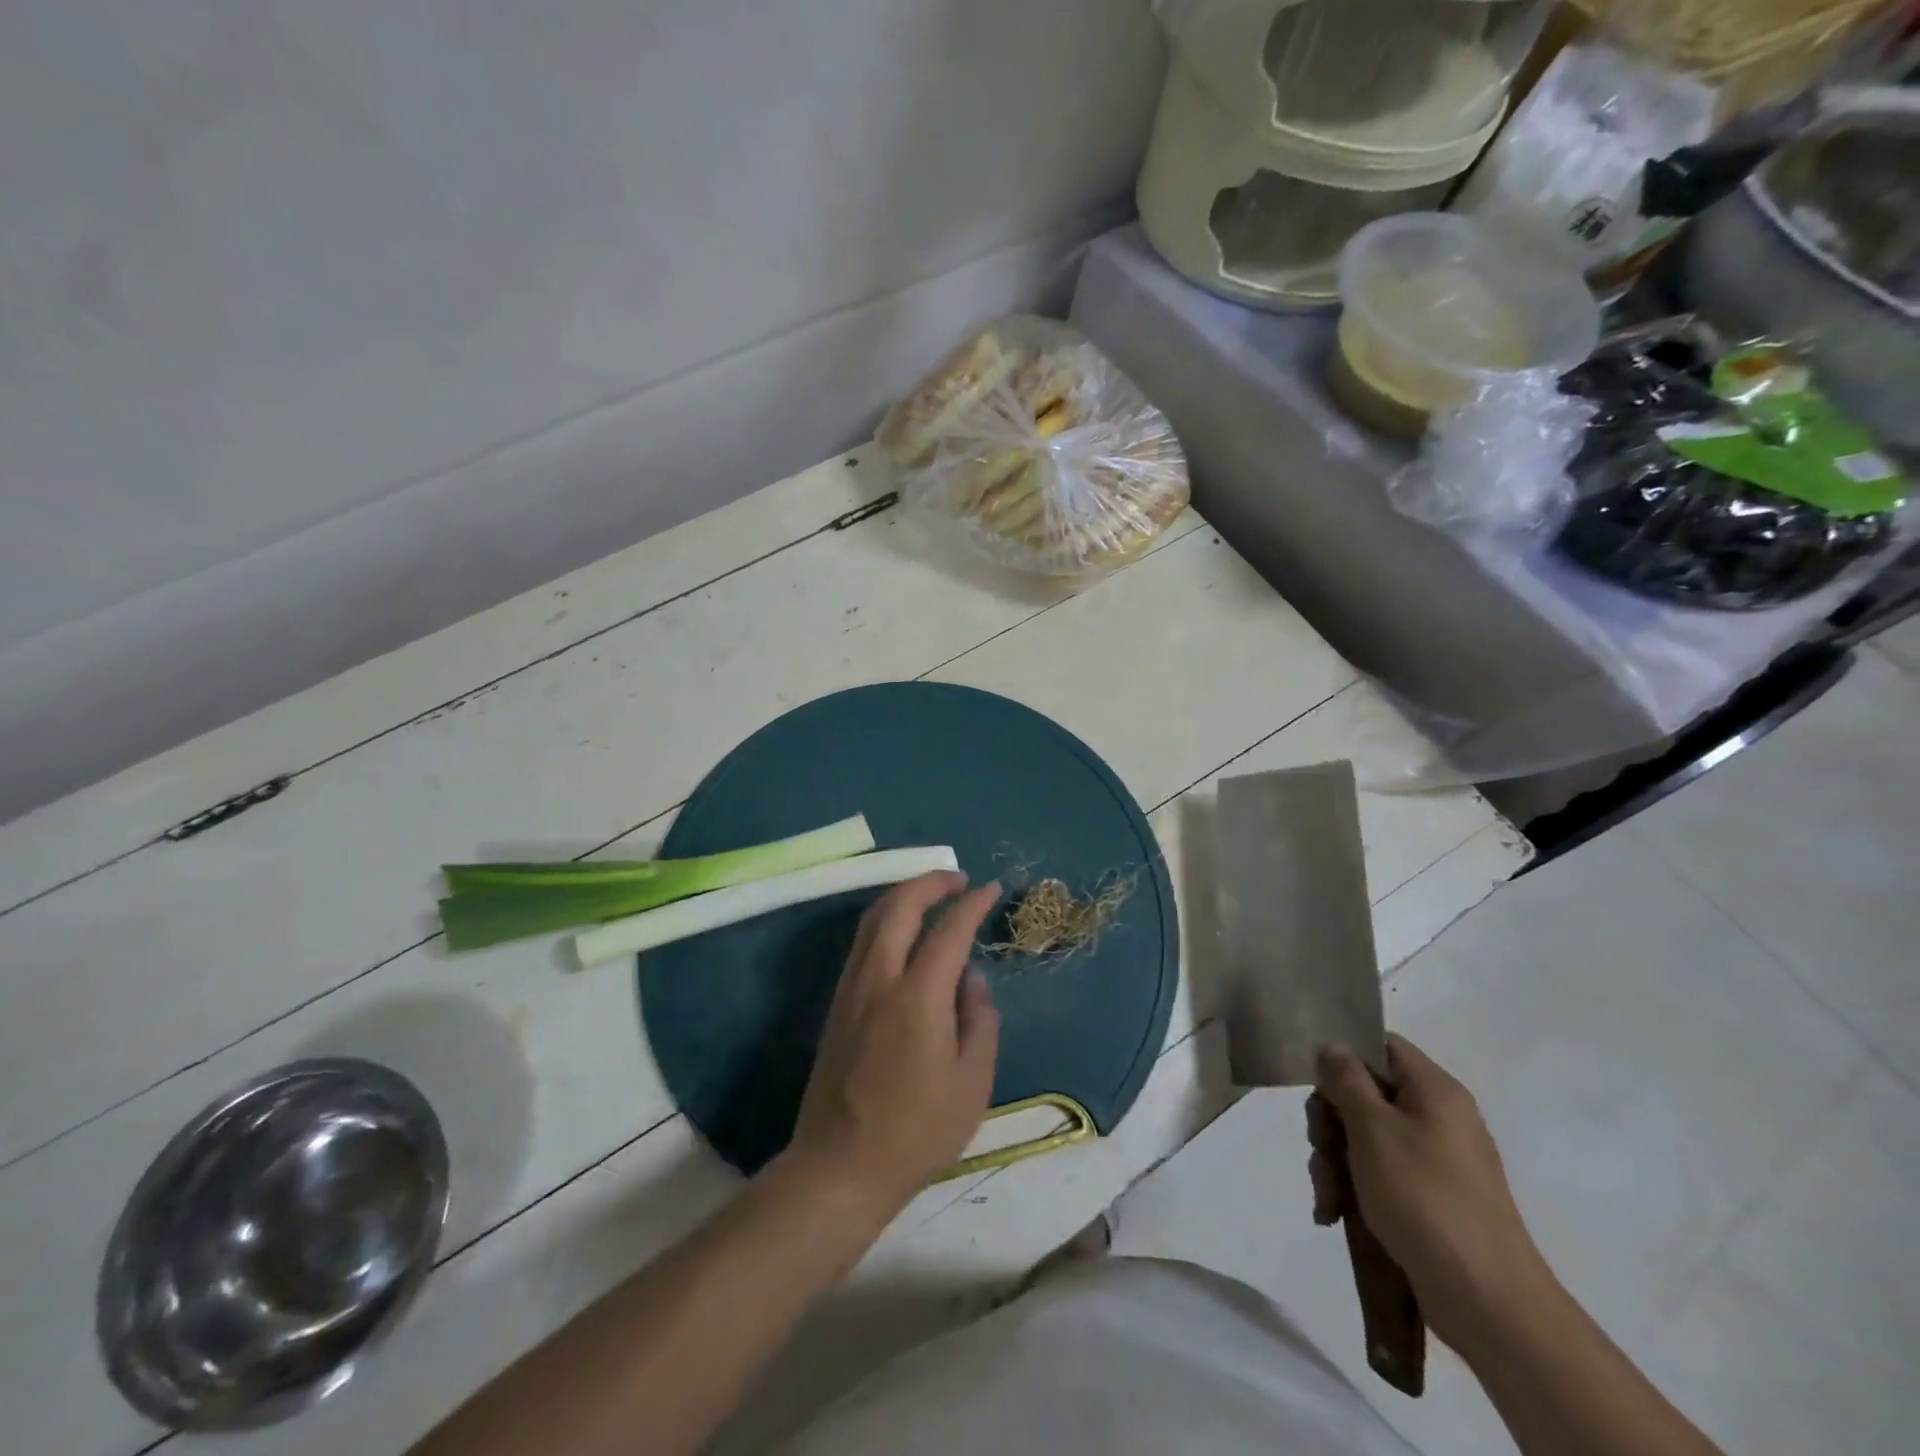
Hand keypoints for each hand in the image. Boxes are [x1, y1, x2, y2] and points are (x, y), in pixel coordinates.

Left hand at [786, 872, 1000, 1214]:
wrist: (840, 1166)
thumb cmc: (917, 1131)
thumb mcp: (973, 1083)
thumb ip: (980, 1020)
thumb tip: (971, 978)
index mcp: (918, 997)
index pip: (949, 930)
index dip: (972, 904)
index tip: (992, 889)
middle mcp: (880, 979)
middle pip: (900, 906)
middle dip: (931, 882)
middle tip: (959, 879)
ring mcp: (852, 987)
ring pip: (874, 918)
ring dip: (904, 895)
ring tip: (932, 894)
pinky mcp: (837, 1002)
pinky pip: (863, 941)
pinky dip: (886, 919)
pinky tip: (904, 932)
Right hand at [1312, 1035, 1556, 1356]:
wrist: (1488, 1302)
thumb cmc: (1424, 1198)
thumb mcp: (1372, 1128)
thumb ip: (1346, 1079)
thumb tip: (1332, 1046)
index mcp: (1435, 1090)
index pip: (1382, 1046)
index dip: (1344, 1056)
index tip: (1316, 1084)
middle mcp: (1439, 1118)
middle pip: (1367, 1094)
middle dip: (1331, 1122)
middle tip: (1320, 1149)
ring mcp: (1438, 1161)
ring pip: (1367, 1138)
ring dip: (1336, 1161)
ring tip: (1327, 1197)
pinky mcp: (1432, 1200)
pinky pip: (1382, 1175)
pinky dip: (1355, 1188)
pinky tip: (1334, 1214)